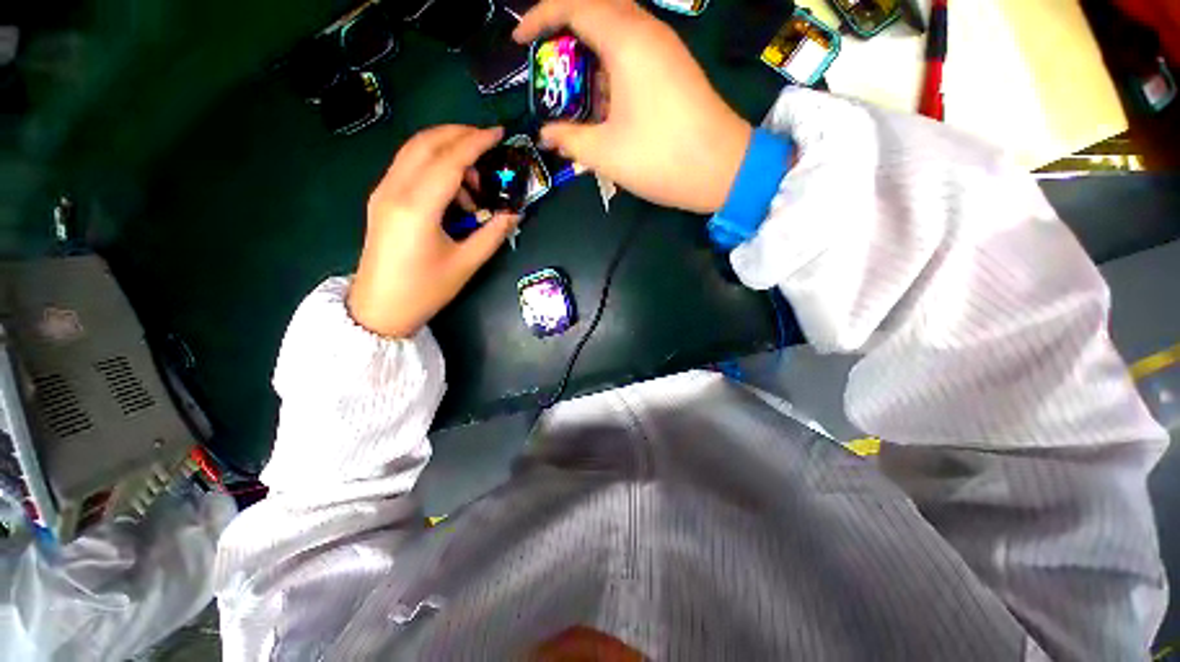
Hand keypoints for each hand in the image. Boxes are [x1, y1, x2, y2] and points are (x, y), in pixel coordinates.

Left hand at [348, 125, 518, 338]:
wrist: (379, 308)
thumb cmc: (425, 290)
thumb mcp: (466, 264)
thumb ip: (493, 234)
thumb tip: (515, 213)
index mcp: (417, 207)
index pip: (449, 160)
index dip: (476, 142)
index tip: (499, 133)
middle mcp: (395, 190)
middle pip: (426, 143)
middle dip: (459, 135)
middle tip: (489, 144)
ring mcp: (383, 192)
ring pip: (415, 151)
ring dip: (447, 152)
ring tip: (474, 184)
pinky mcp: (381, 199)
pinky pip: (409, 167)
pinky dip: (434, 166)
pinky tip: (453, 193)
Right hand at [513, 0, 751, 213]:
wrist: (722, 170)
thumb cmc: (661, 158)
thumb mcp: (605, 153)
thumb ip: (569, 139)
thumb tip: (547, 134)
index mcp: (626, 40)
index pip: (574, 5)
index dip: (540, 17)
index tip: (520, 42)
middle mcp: (647, 32)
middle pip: (597, 10)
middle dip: (565, 31)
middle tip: (545, 63)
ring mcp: (666, 49)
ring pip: (617, 32)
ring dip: (590, 55)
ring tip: (572, 91)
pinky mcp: (675, 69)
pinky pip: (635, 52)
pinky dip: (611, 68)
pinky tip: (604, 103)